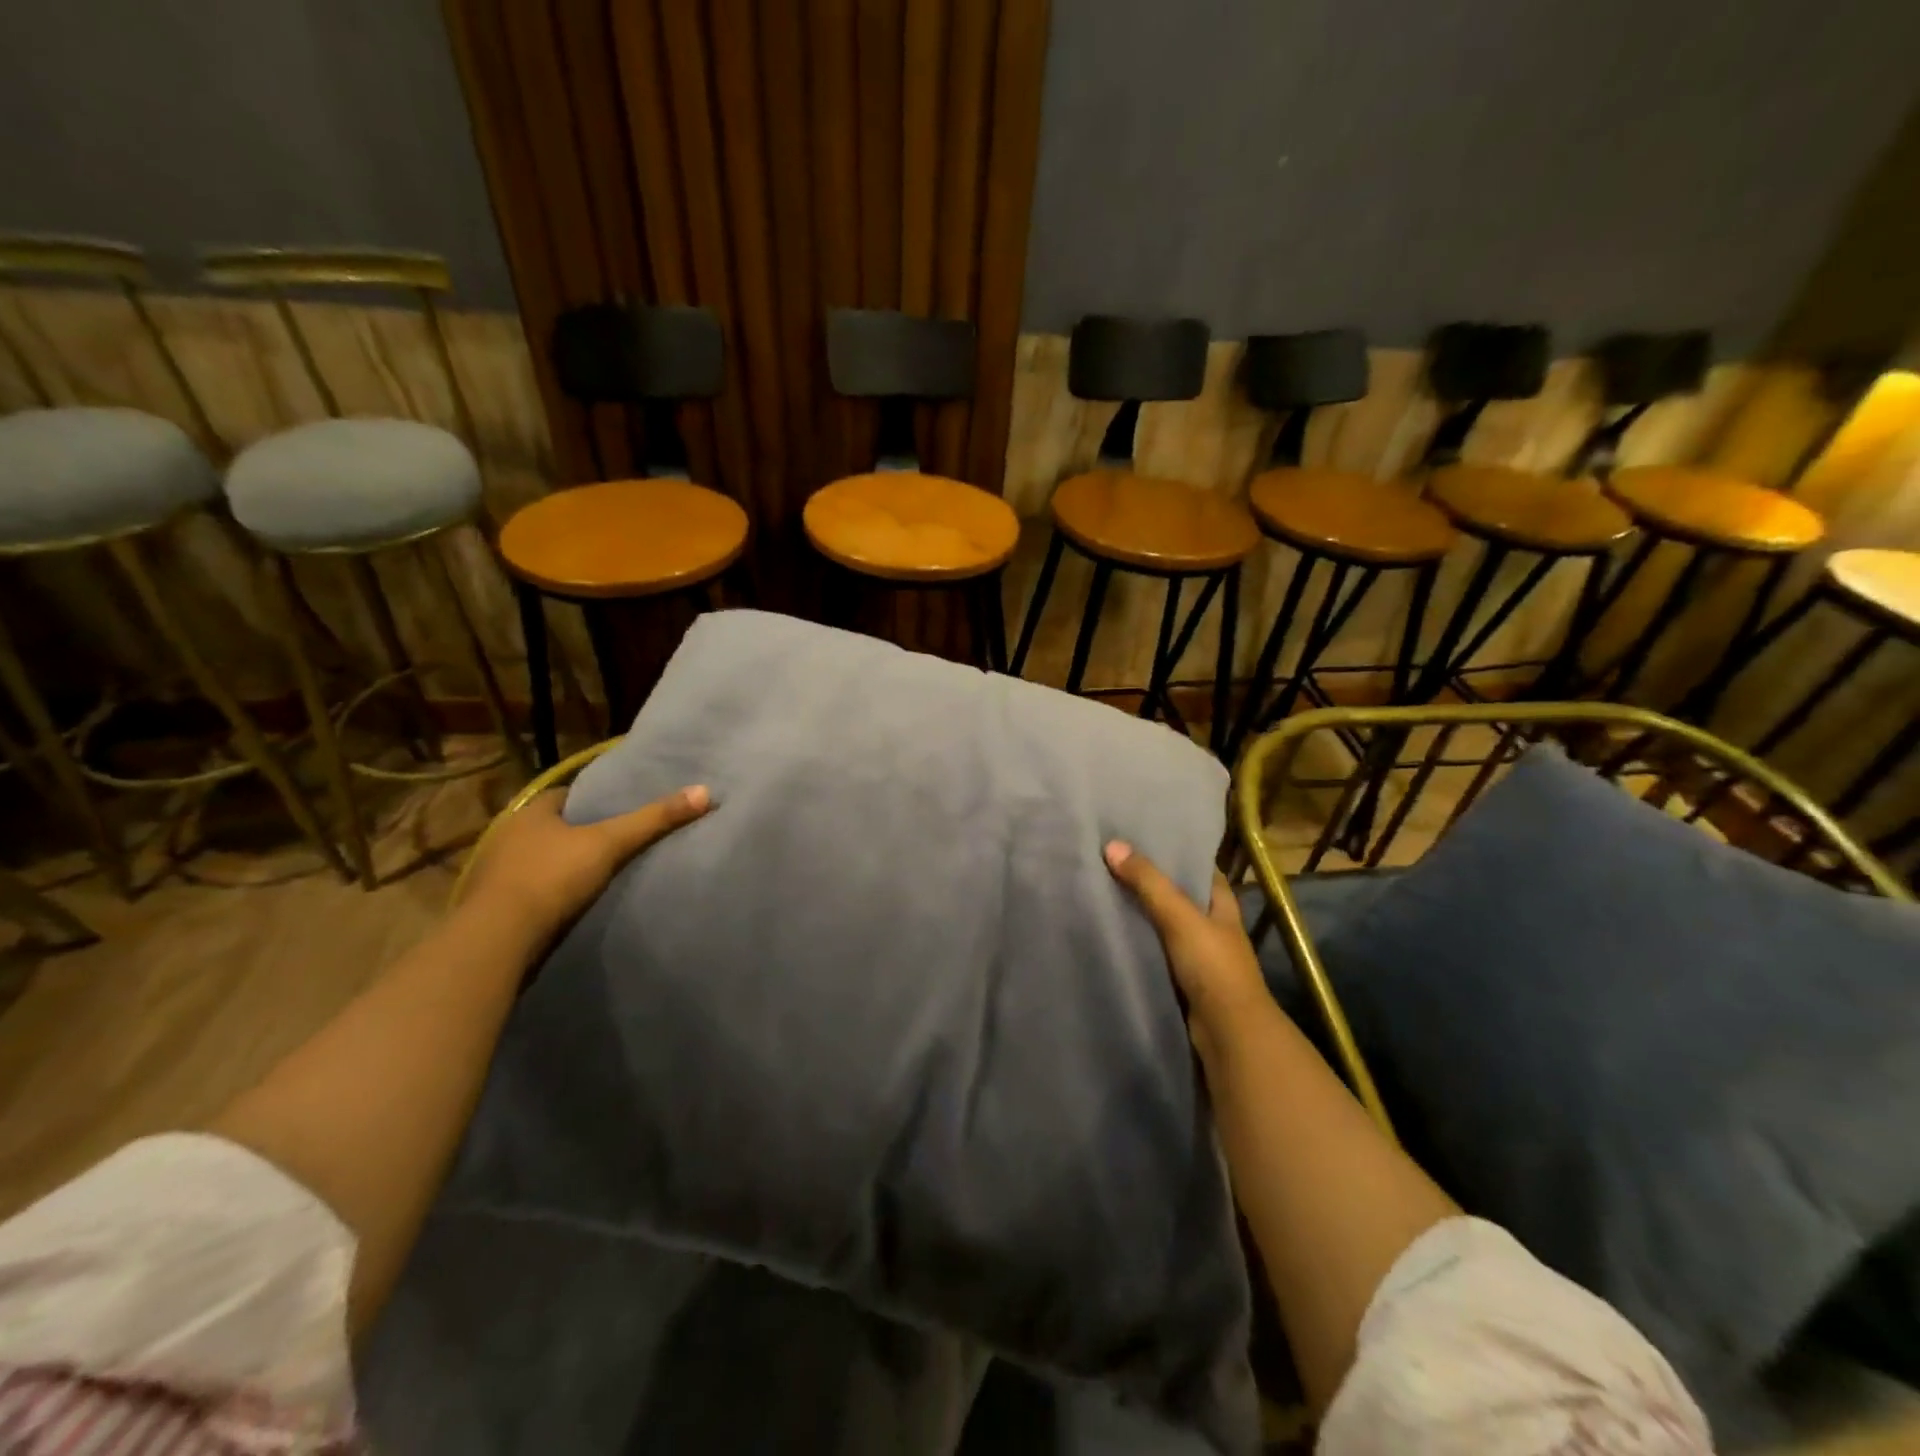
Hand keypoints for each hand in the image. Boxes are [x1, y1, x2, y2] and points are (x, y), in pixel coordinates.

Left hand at [465, 784, 711, 938]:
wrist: (497, 940)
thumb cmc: (551, 878)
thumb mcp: (610, 844)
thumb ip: (654, 819)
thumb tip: (705, 791)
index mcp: (530, 813)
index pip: (565, 796)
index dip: (592, 800)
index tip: (619, 807)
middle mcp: (507, 836)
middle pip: (552, 828)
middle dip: (578, 833)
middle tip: (615, 839)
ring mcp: (495, 874)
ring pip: (538, 860)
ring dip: (561, 866)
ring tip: (599, 873)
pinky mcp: (492, 908)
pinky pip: (529, 892)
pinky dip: (548, 895)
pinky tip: (570, 904)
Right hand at [1105, 841, 1275, 1058]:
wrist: (1228, 1034)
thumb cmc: (1213, 967)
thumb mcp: (1180, 917)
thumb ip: (1148, 883)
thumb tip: (1112, 845)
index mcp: (1222, 906)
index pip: (1202, 870)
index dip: (1178, 854)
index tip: (1145, 839)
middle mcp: (1213, 928)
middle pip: (1180, 897)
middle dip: (1152, 883)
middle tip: (1114, 862)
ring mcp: (1198, 957)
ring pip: (1165, 927)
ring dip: (1142, 915)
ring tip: (1104, 892)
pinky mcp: (1182, 981)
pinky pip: (1156, 953)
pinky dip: (1138, 944)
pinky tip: (1112, 934)